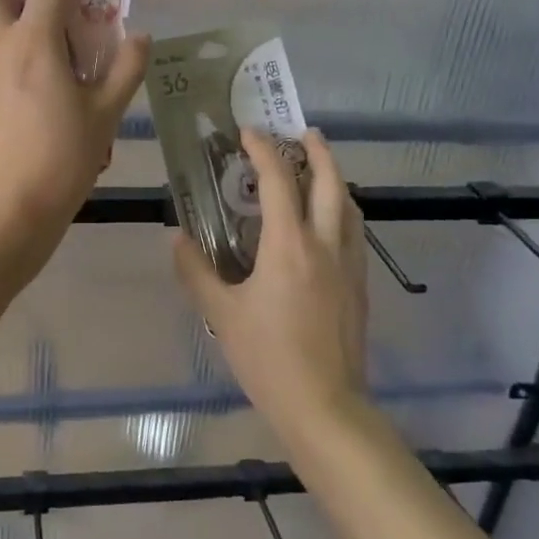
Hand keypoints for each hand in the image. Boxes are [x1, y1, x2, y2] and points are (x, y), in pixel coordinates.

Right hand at [172, 130, 369, 441]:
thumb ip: (196, 272)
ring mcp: (349, 265)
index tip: (248, 132)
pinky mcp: (360, 286)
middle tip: (303, 134)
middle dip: (318, 151)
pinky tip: (328, 224)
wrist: (324, 406)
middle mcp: (326, 244)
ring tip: (317, 171)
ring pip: (349, 206)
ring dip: (334, 179)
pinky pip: (354, 232)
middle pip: (330, 182)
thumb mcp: (221, 314)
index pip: (279, 180)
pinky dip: (342, 211)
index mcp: (289, 245)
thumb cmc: (268, 357)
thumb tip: (178, 239)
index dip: (264, 150)